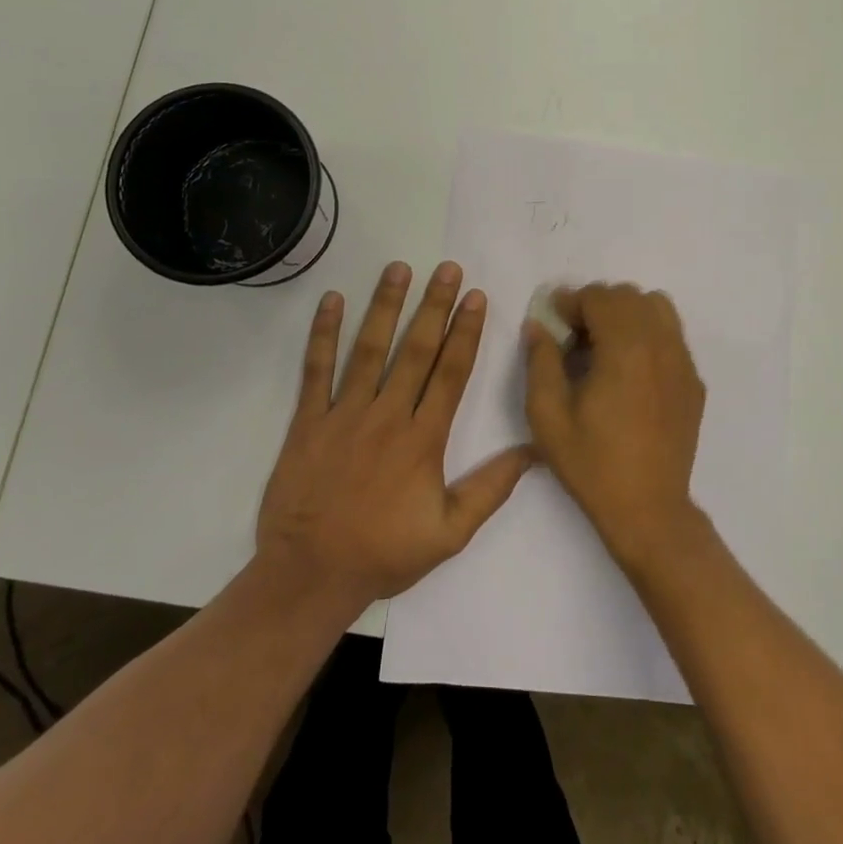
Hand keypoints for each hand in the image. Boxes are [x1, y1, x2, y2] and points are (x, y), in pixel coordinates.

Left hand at [256, 261, 533, 609]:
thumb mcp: (449, 533)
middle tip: (448, 268)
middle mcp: (387, 415)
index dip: (465, 332)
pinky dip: (323, 334)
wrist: (310, 575)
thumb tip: (534, 452)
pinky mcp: (309, 421)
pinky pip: (316, 370)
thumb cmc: (383, 553)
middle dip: (434, 305)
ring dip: (386, 306)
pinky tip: (332, 300)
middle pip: (416, 350)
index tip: (476, 297)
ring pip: (369, 349)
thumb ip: (490, 489)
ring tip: (399, 268)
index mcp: (423, 439)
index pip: (450, 373)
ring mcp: (344, 414)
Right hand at [523, 283, 706, 570]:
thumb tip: (539, 325)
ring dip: (626, 314)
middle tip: (574, 335)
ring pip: (656, 307)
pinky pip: (672, 335)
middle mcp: (661, 345)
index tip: (553, 321)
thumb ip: (541, 360)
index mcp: (625, 348)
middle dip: (597, 305)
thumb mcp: (548, 415)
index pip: (599, 297)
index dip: (571, 302)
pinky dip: (648, 334)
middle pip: (629, 296)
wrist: (648, 510)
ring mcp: (683, 362)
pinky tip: (630, 370)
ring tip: (605, 345)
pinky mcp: (694, 381)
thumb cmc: (592, 463)